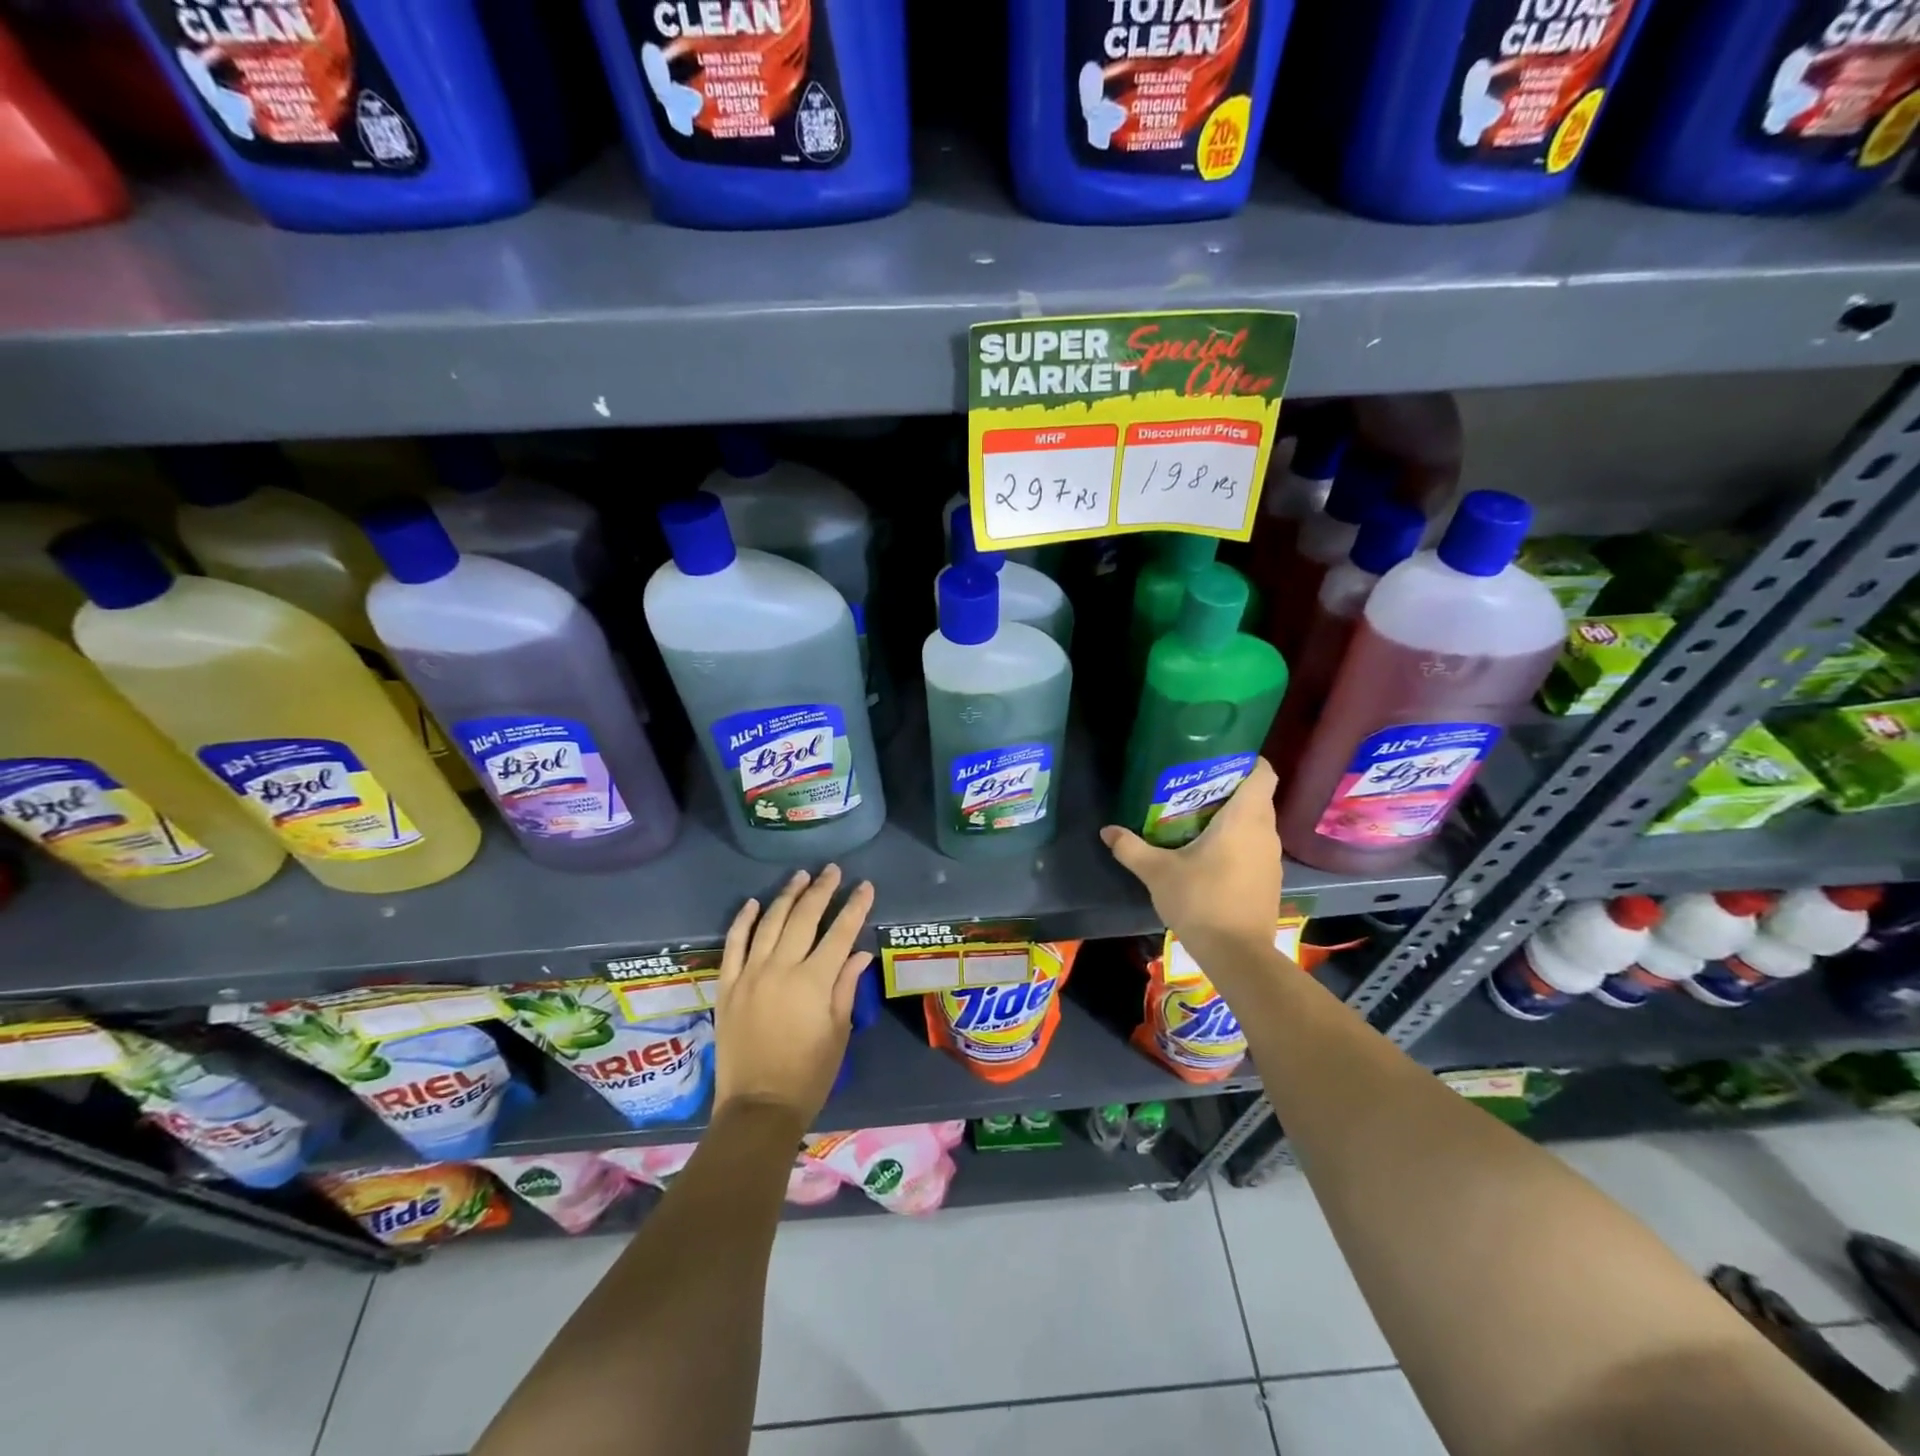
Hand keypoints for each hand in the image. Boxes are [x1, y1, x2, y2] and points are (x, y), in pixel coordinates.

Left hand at [712, 864, 874, 1129]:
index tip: (865, 886)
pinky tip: (753, 903)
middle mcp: (781, 969)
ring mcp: (749, 975)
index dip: (855, 907)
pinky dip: (743, 921)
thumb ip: (846, 986)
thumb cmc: (809, 1074)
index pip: (840, 933)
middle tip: (832, 870)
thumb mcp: (838, 1032)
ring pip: (769, 923)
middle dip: (821, 890)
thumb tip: (858, 953)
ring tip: (800, 876)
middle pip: (803, 918)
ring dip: (786, 896)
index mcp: (814, 981)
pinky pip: (733, 945)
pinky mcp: (727, 986)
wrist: (758, 1108)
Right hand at [1101, 758, 1282, 965]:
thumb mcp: (1157, 872)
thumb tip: (1107, 831)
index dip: (1247, 760)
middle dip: (1230, 789)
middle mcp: (1265, 832)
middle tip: (1194, 789)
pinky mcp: (1269, 881)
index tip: (1220, 759)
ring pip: (1257, 824)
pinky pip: (1256, 847)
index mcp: (1244, 819)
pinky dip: (1238, 843)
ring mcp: (1272, 859)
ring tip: (1197, 819)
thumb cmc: (1201, 901)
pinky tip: (1210, 854)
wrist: (1237, 955)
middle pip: (1257, 797)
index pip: (1263, 773)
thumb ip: (1131, 848)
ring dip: (1234, 818)